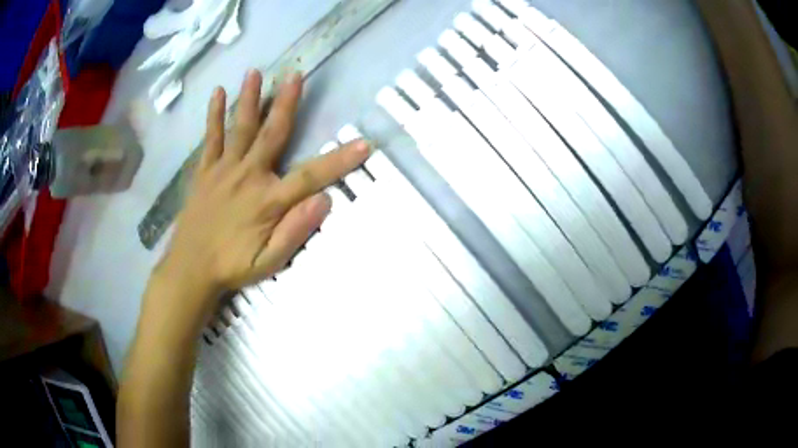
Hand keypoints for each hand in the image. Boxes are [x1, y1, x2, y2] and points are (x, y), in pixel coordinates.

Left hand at [160, 69, 368, 295]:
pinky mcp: (205, 172)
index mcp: (268, 200)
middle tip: (296, 75)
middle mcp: (248, 176)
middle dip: (286, 103)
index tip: (364, 144)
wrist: (190, 269)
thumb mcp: (270, 261)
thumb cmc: (232, 266)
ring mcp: (224, 170)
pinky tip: (217, 93)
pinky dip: (213, 115)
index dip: (339, 160)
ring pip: (240, 128)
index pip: (310, 176)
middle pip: (272, 134)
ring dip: (249, 99)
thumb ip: (295, 231)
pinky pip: (210, 138)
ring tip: (255, 72)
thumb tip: (324, 200)